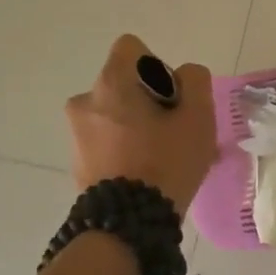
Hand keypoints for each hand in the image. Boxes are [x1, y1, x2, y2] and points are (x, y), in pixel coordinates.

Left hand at [66, 35, 215, 212]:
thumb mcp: (198, 116)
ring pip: (116, 116)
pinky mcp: (78, 164)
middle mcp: (86, 101)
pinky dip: (125, 151)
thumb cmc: (166, 162)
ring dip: (137, 128)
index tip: (171, 99)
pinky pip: (107, 143)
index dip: (158, 67)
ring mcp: (77, 134)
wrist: (128, 226)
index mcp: (111, 83)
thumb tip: (184, 76)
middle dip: (149, 102)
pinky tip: (147, 177)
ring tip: (164, 160)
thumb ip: (195, 81)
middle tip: (174, 133)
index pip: (132, 48)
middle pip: (125, 85)